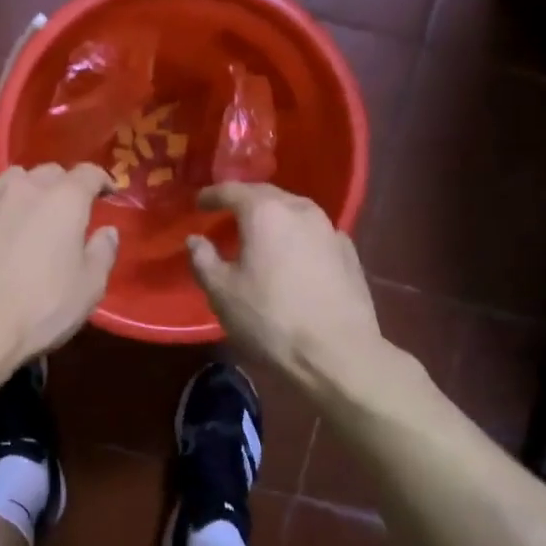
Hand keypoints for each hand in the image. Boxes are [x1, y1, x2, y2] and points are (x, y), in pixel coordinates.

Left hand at [0, 164, 119, 366]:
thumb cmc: (43, 306)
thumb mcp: (90, 287)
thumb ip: (102, 252)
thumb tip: (107, 231)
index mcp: (64, 198)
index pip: (88, 173)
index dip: (101, 181)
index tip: (108, 194)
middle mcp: (24, 188)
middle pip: (48, 172)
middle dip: (62, 185)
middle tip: (67, 210)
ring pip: (10, 180)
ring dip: (24, 191)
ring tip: (27, 214)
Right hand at [187, 183, 395, 394]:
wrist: (338, 354)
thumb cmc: (270, 319)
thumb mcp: (222, 293)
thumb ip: (203, 259)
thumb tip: (196, 240)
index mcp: (266, 212)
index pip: (232, 190)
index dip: (212, 195)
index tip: (199, 203)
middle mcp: (301, 210)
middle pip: (267, 194)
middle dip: (244, 201)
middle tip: (226, 213)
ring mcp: (330, 230)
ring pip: (294, 211)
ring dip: (273, 217)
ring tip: (258, 234)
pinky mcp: (349, 254)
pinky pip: (314, 233)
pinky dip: (296, 236)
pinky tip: (291, 256)